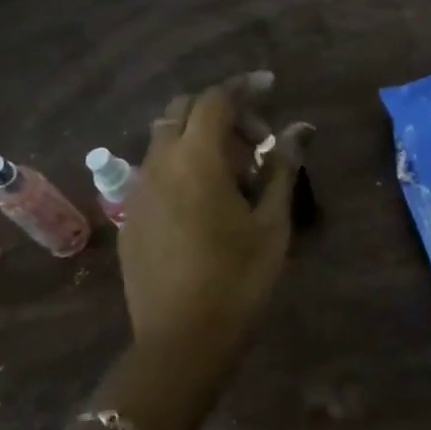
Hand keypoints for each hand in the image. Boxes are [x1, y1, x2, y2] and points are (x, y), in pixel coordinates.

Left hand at [118, 83, 306, 369]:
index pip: (216, 99)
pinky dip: (181, 163)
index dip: (244, 86)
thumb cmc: (238, 280)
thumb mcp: (272, 223)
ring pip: (165, 138)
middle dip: (220, 110)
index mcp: (196, 159)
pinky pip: (155, 169)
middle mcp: (159, 163)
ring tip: (234, 172)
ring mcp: (138, 190)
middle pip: (183, 110)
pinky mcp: (130, 216)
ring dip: (199, 137)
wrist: (180, 344)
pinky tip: (205, 200)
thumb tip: (300, 128)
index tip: (270, 85)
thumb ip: (282, 167)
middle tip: (255, 139)